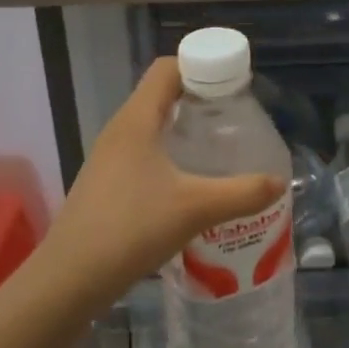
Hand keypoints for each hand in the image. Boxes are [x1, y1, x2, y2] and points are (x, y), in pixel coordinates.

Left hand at [40, 58, 285, 307]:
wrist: (68, 281)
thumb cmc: (131, 228)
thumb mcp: (196, 209)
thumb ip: (243, 193)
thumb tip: (280, 183)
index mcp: (136, 120)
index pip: (167, 68)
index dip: (201, 67)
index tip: (234, 86)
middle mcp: (120, 131)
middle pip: (162, 95)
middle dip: (200, 100)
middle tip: (235, 118)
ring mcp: (109, 159)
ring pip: (152, 127)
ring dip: (185, 130)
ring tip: (219, 149)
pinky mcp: (106, 185)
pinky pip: (143, 153)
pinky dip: (170, 155)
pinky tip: (190, 184)